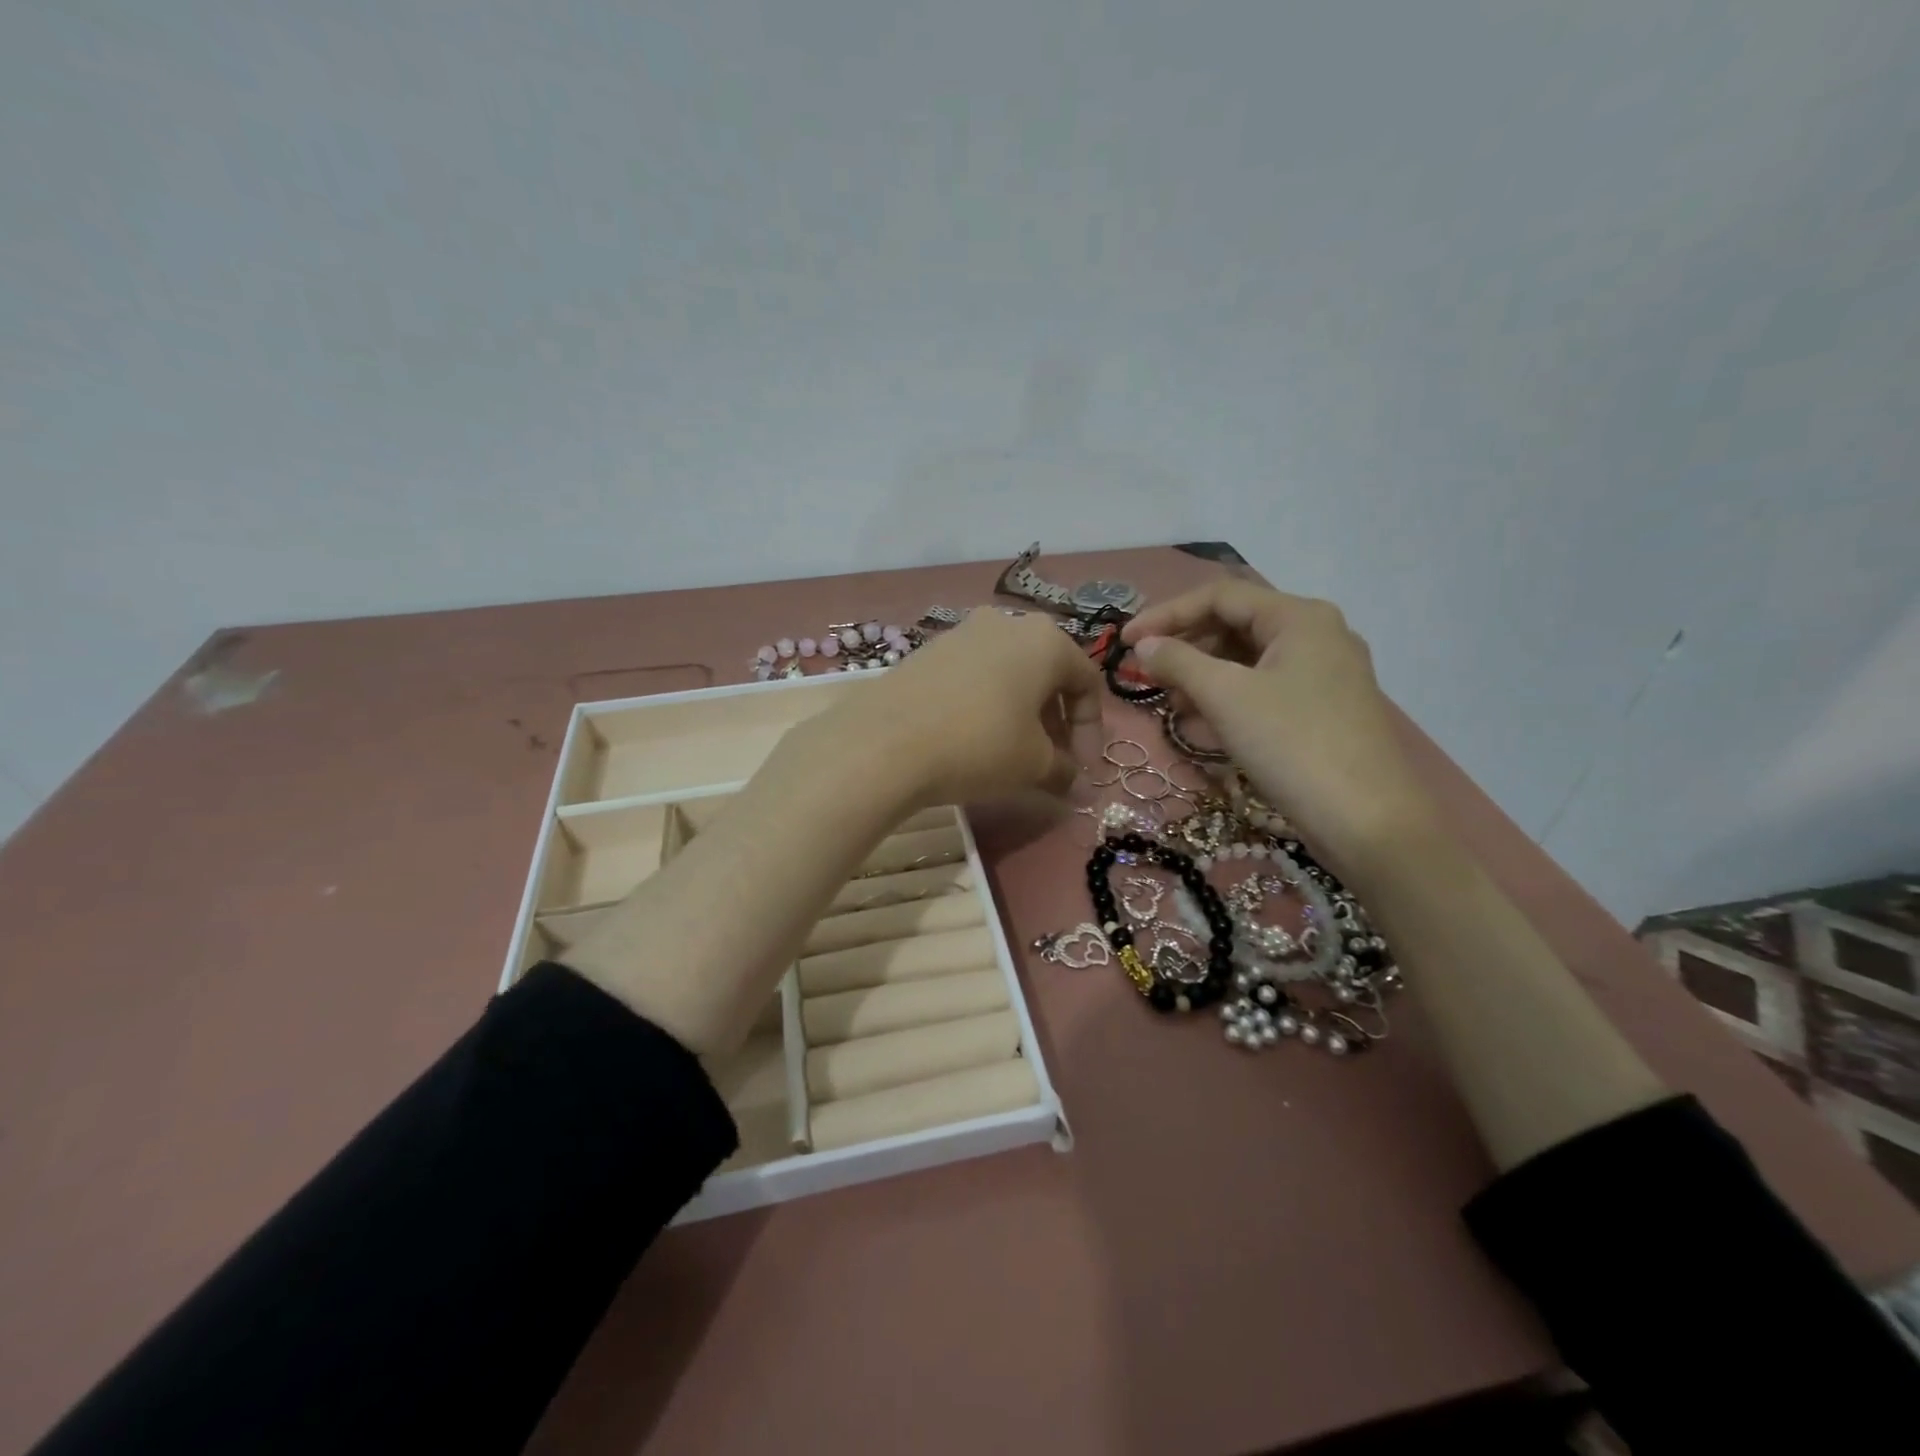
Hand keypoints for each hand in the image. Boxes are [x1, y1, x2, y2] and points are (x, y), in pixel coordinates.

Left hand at [797, 610, 1102, 809]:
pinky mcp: (927, 652)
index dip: (1091, 731)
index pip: (1087, 682)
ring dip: (1021, 713)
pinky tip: (973, 739)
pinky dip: (986, 705)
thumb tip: (1077, 786)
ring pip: (1008, 674)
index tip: (1082, 770)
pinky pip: (973, 676)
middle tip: (1052, 763)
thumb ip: (1064, 771)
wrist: (884, 743)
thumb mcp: (1033, 765)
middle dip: (1056, 722)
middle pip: (1046, 674)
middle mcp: (1006, 624)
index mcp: (1045, 639)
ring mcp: (961, 633)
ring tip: (1014, 754)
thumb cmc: (979, 745)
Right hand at [1121, 580, 1435, 876]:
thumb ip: (1178, 662)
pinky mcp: (1324, 710)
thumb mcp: (1226, 697)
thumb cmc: (1292, 744)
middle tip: (1147, 675)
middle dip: (1186, 647)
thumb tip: (1143, 645)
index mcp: (1299, 617)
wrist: (1368, 822)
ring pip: (1249, 660)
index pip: (1220, 596)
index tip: (1125, 641)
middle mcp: (1317, 635)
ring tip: (1171, 704)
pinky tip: (1203, 725)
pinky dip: (1229, 699)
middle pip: (1236, 625)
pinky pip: (1265, 689)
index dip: (1166, 614)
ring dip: (1203, 676)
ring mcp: (1325, 674)